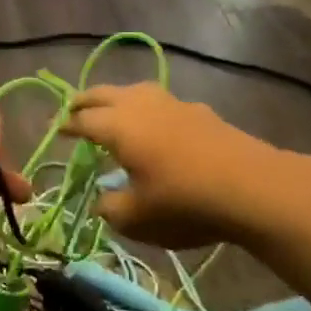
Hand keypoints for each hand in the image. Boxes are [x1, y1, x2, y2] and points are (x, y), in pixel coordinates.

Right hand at [63, 84, 286, 248]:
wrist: (255, 189)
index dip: (67, 125)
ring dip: (118, 98)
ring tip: (112, 110)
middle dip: (86, 100)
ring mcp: (175, 105)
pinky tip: (155, 125)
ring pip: (137, 91)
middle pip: (106, 94)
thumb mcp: (136, 219)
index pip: (83, 120)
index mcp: (119, 128)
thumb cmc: (185, 204)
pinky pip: (162, 102)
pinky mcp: (202, 113)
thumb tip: (103, 200)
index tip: (55, 130)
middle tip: (73, 108)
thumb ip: (111, 208)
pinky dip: (147, 109)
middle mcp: (143, 107)